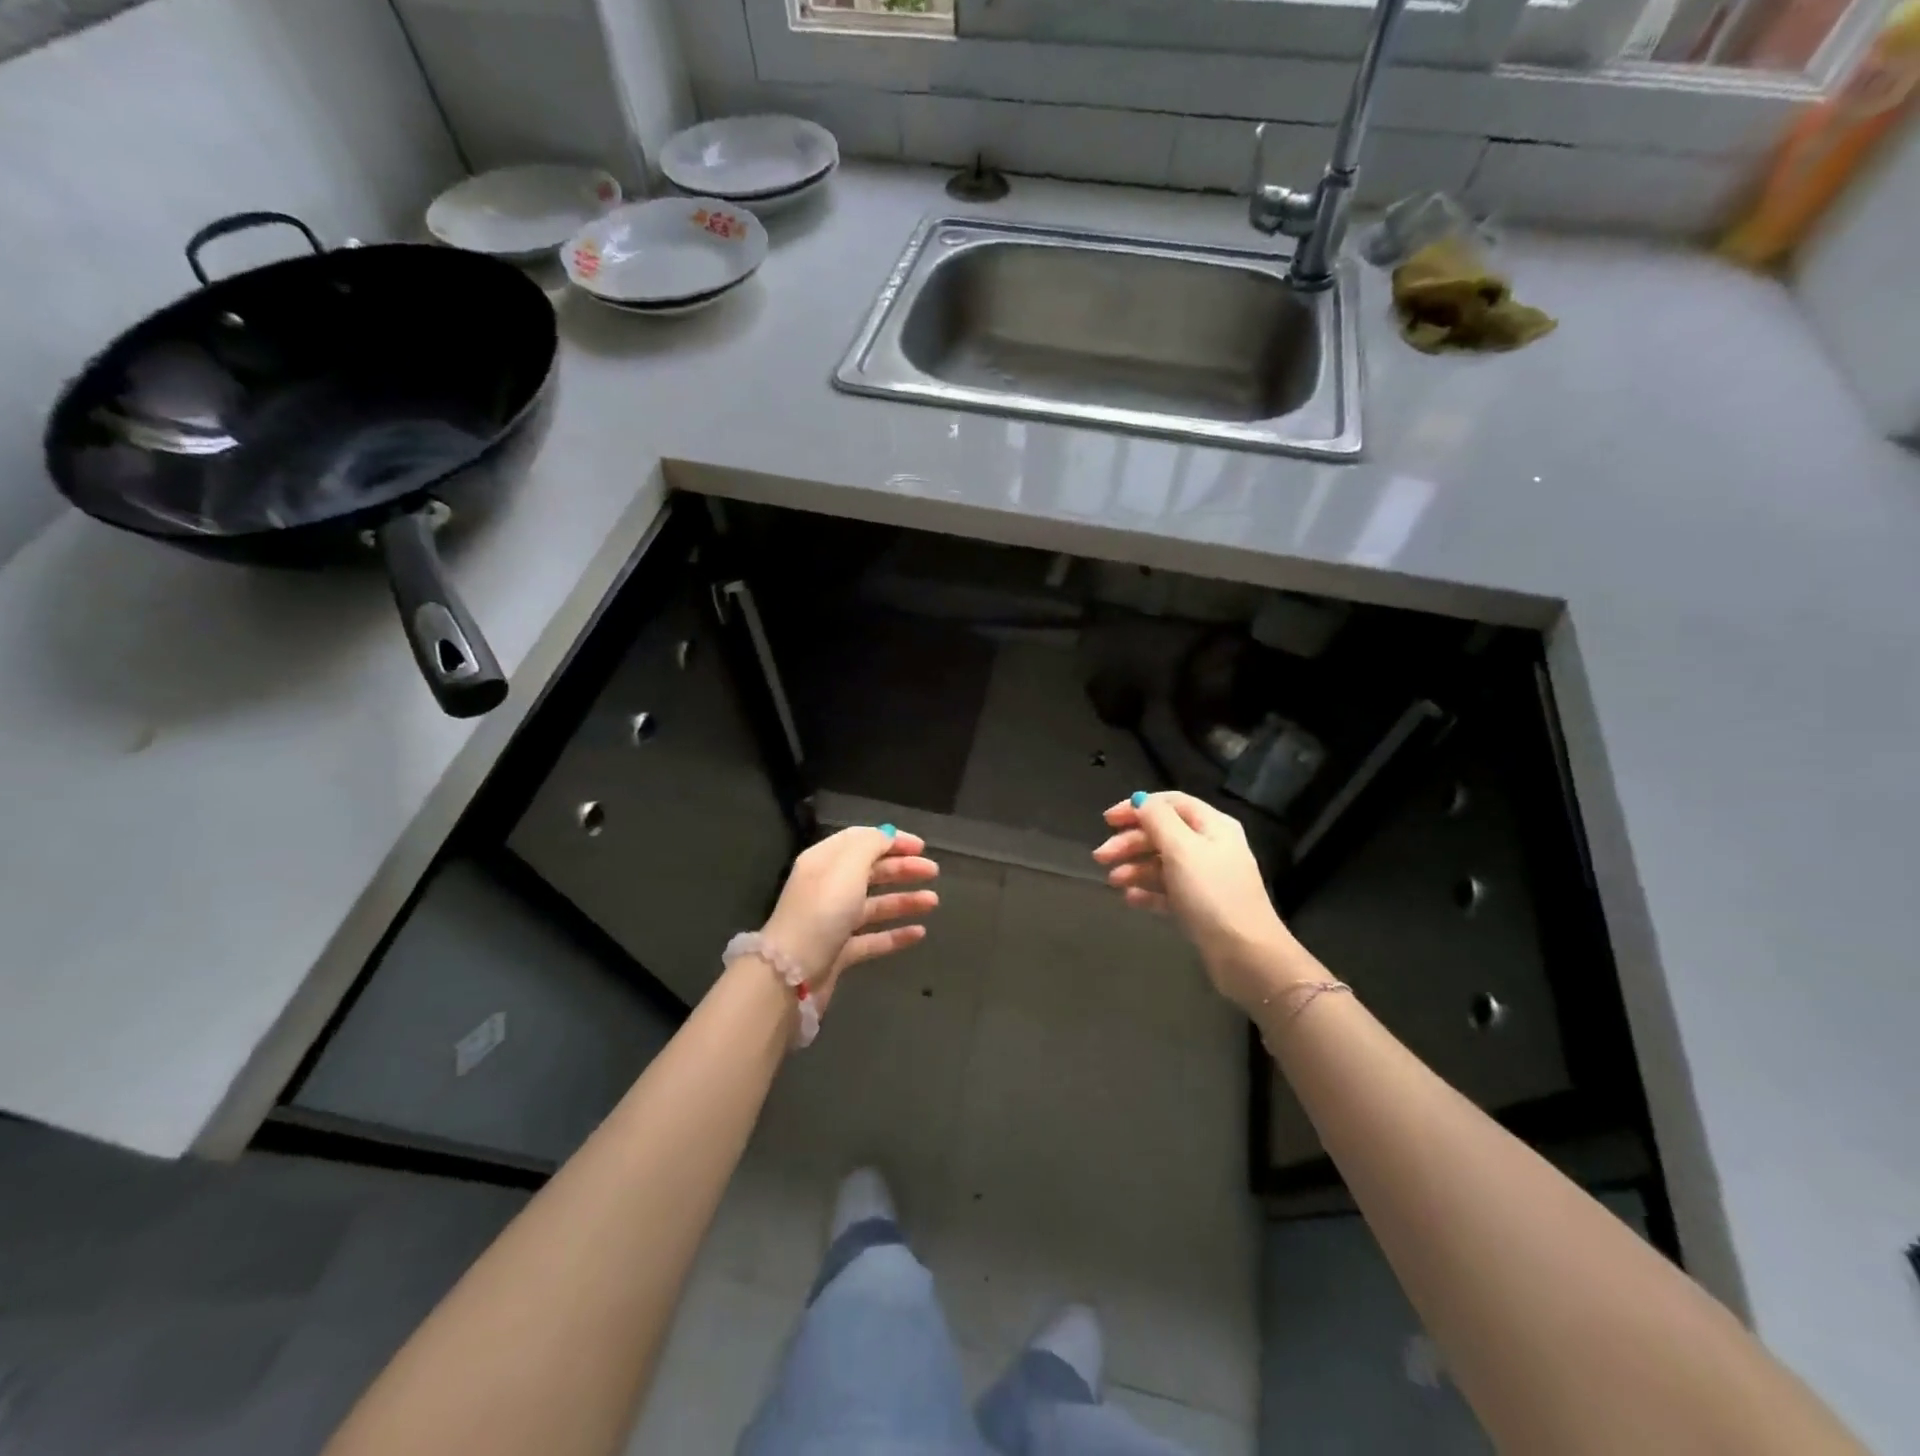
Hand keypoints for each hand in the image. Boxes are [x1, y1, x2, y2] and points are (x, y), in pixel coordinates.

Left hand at [759, 826, 939, 1009]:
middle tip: (933, 871)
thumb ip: (871, 845)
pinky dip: (895, 935)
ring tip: (933, 902)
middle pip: (870, 872)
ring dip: (904, 900)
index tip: (921, 847)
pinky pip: (872, 939)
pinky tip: (919, 933)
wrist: (791, 974)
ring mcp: (832, 922)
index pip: (860, 841)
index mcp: (824, 862)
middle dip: (902, 869)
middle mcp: (828, 888)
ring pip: (874, 905)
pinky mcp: (839, 953)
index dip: (891, 840)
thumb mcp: (848, 866)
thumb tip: (887, 836)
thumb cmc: (822, 911)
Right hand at [1093, 792, 1303, 1013]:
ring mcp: (1205, 878)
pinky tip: (1129, 899)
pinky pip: (1167, 890)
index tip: (1107, 820)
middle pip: (1162, 833)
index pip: (1170, 803)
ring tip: (1113, 881)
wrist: (1245, 954)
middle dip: (1129, 842)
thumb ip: (1158, 819)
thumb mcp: (1182, 849)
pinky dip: (1147, 891)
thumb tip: (1141, 800)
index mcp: (1212, 826)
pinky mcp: (1199, 906)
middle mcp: (1210, 847)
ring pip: (1162, 863)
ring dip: (1134, 867)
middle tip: (1100, 857)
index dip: (1137, 807)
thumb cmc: (1212, 894)